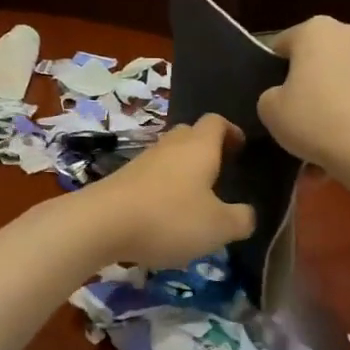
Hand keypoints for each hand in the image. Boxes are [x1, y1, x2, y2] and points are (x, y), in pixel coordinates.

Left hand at [79, 114, 256, 267]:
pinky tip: (165, 216)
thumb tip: (248, 214)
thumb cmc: (169, 218)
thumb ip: (241, 219)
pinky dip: (163, 189)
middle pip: (191, 134)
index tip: (241, 150)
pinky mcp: (122, 180)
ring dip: (183, 171)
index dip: (232, 132)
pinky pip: (151, 177)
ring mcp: (142, 160)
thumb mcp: (218, 226)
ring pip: (169, 156)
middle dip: (207, 149)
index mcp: (199, 146)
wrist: (100, 224)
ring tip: (195, 200)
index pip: (217, 122)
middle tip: (221, 174)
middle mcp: (171, 145)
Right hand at [258, 16, 349, 174]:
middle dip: (310, 85)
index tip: (274, 98)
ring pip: (346, 81)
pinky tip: (348, 147)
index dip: (274, 71)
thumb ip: (271, 96)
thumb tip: (285, 96)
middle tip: (299, 119)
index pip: (283, 45)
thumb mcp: (270, 110)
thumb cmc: (316, 119)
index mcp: (316, 30)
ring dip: (335, 104)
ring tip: (325, 143)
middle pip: (320, 60)